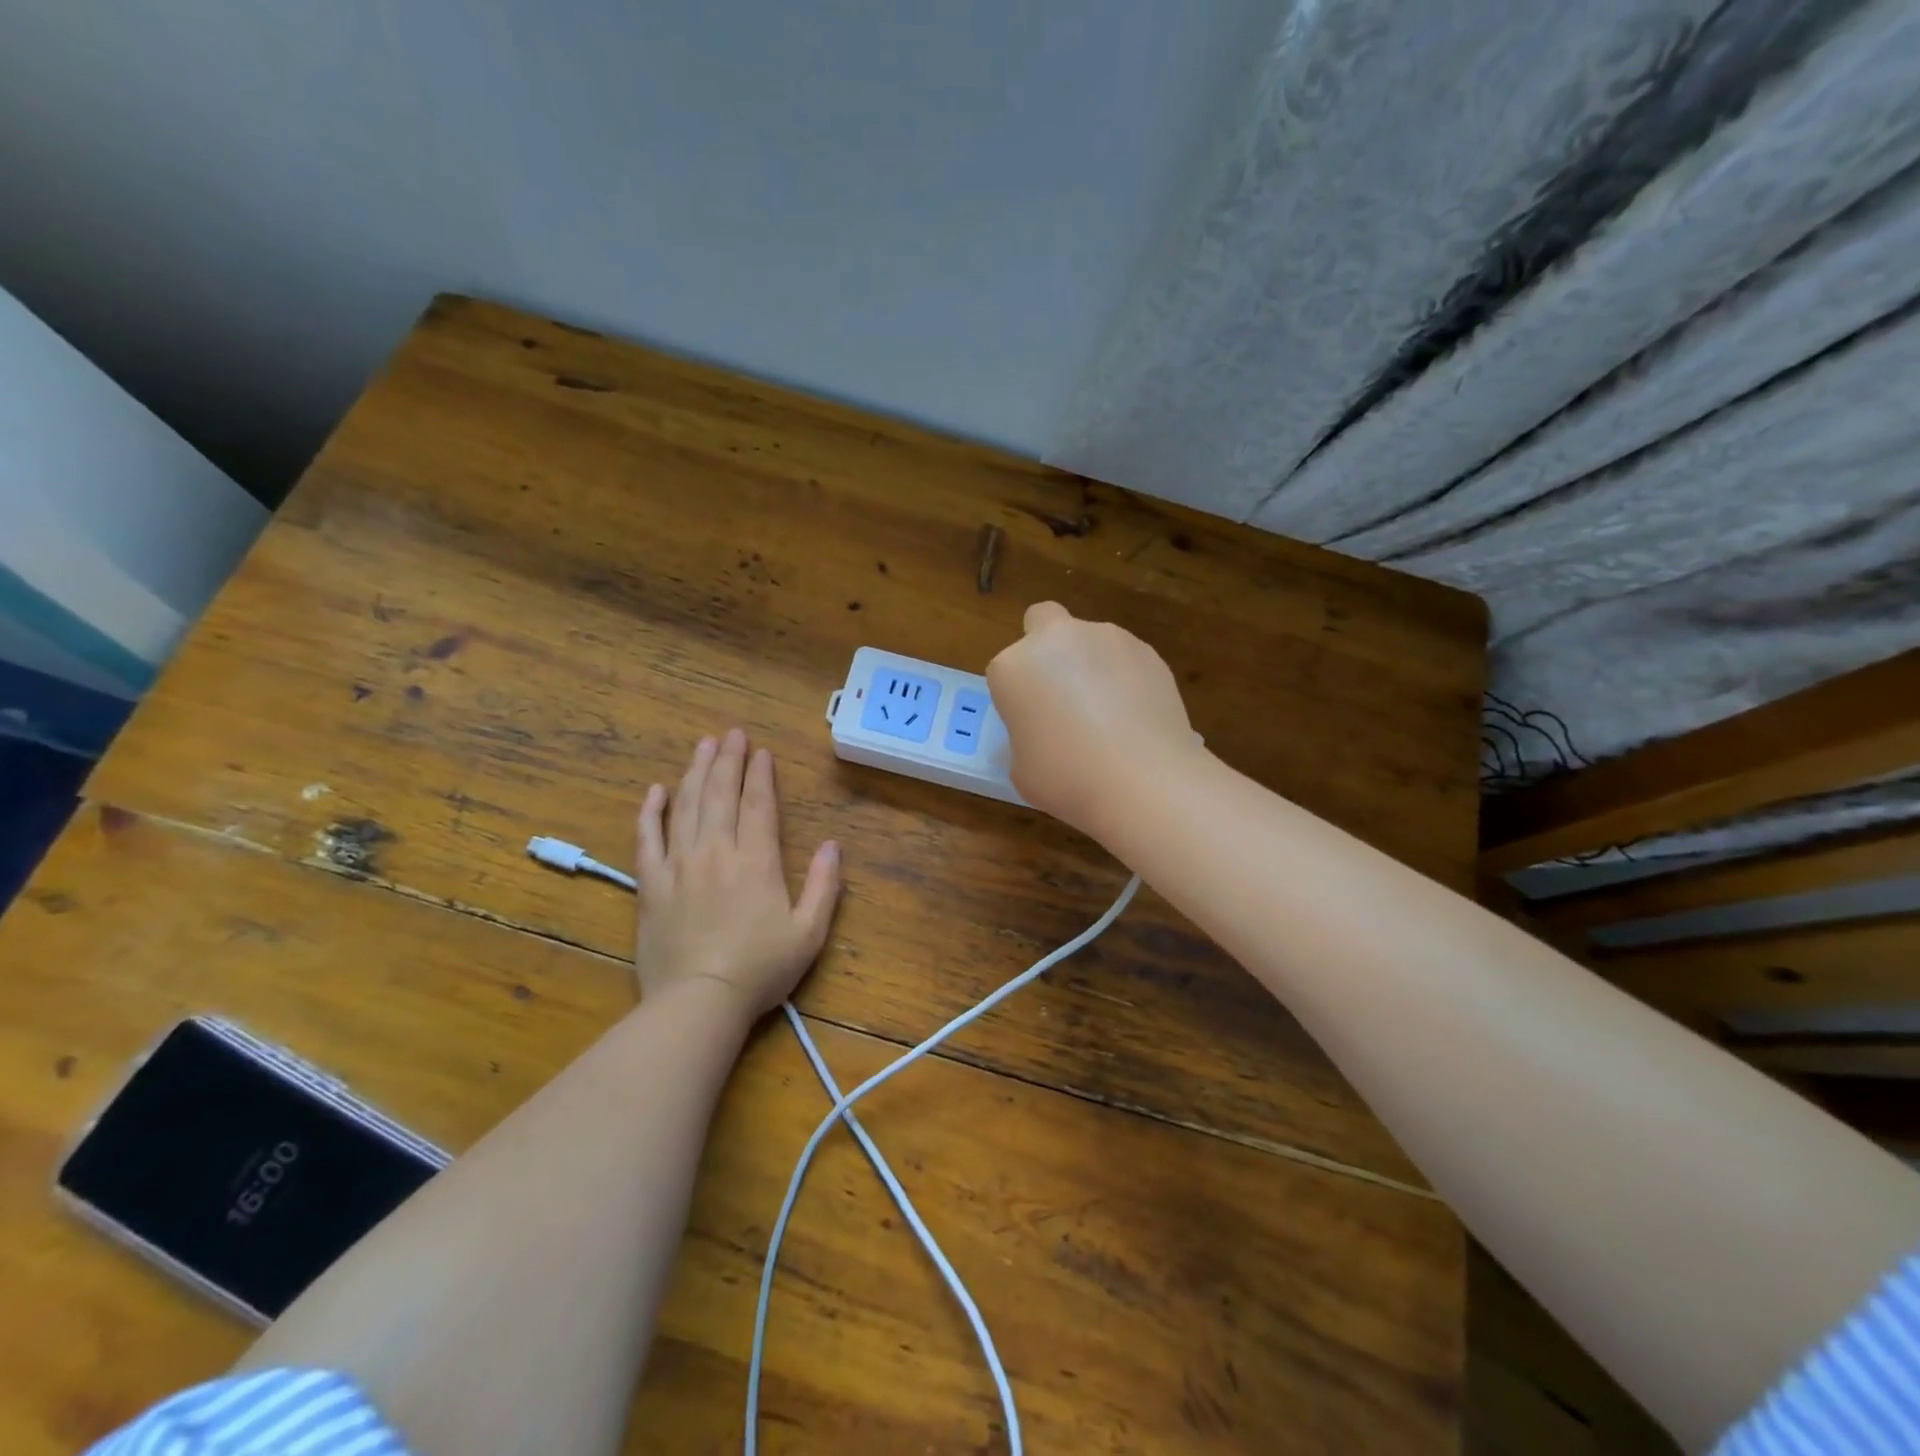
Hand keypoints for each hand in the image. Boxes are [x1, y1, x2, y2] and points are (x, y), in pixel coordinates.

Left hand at [635, 729, 841, 1017]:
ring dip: (696, 772)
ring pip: (687, 806)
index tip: (761, 751)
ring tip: (703, 745)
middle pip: (721, 795)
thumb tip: (834, 844)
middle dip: (729, 760)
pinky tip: (657, 790)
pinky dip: (651, 811)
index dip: (760, 774)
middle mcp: (717, 852)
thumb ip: (825, 886)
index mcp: (756, 861)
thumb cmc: (760, 970)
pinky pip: (648, 838)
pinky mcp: (651, 884)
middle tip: (732, 733)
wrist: (698, 1002)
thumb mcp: (809, 933)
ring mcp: (679, 865)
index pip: (758, 804)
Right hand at [987, 602, 1196, 838]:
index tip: (1031, 724)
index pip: (1005, 670)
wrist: (1143, 781)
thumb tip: (1043, 735)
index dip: (1017, 696)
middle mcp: (1057, 640)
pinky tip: (1135, 718)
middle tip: (1060, 695)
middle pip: (1043, 622)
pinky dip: (1125, 678)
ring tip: (1108, 716)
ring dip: (1090, 664)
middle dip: (1047, 649)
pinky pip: (1125, 659)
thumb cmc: (1067, 779)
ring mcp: (1107, 639)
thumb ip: (1025, 738)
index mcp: (1014, 666)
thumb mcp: (1021, 769)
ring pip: (1089, 640)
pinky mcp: (1148, 651)